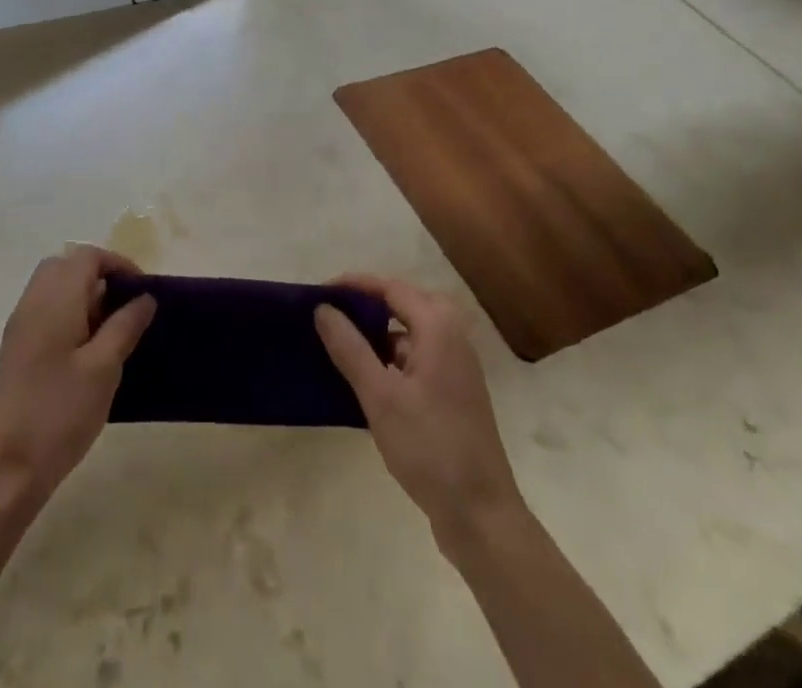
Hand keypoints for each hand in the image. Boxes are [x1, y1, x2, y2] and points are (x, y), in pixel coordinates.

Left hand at [0, 246, 156, 518]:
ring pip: (54, 289)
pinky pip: (45, 312)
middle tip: (125, 307)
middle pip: (66, 266)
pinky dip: (69, 316)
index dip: (118, 264)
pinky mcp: (15, 351)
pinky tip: (86, 354)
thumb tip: (144, 297)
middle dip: (99, 276)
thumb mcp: (104, 368)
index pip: (87, 256)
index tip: (143, 291)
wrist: (2, 471)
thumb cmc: (58, 414)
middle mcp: (33, 302)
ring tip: (111, 332)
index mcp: (55, 299)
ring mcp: (20, 327)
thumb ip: (125, 326)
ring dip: (84, 297)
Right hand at [315, 275, 522, 544]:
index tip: (321, 293)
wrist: (481, 515)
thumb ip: (350, 348)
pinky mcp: (454, 392)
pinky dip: (392, 356)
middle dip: (368, 303)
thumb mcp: (380, 397)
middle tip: (333, 314)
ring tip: (343, 342)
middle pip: (404, 303)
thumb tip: (323, 309)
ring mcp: (457, 366)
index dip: (355, 285)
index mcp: (438, 328)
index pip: (391, 288)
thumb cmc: (430, 448)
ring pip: (412, 331)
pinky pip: (418, 356)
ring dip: (380, 331)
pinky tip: (368, 378)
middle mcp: (452, 337)